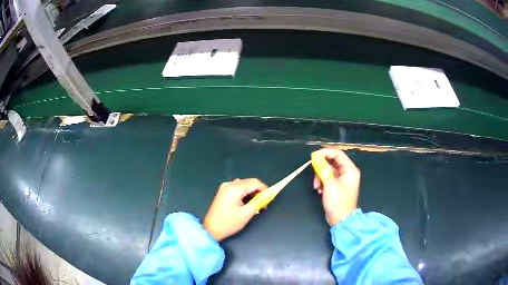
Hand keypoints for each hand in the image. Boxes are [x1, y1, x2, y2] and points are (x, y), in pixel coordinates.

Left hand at [203, 178, 267, 240]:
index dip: (265, 189)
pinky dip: (244, 193)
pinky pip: (238, 188)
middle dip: (258, 191)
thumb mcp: (247, 213)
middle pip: (249, 182)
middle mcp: (229, 184)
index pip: (255, 182)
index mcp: (234, 189)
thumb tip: (268, 194)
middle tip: (264, 204)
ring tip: (256, 205)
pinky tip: (246, 203)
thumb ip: (259, 201)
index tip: (270, 198)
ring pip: (244, 185)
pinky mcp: (223, 192)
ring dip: (252, 193)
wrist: (211, 229)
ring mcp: (224, 187)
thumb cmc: (229, 223)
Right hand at [312, 148, 360, 225]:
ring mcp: (343, 179)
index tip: (314, 156)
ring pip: (329, 170)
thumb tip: (315, 157)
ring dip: (320, 175)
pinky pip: (328, 177)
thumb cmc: (337, 202)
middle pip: (333, 161)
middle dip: (321, 166)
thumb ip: (323, 169)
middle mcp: (348, 172)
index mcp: (350, 170)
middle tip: (313, 170)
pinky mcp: (338, 185)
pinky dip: (322, 181)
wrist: (341, 220)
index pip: (338, 154)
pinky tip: (319, 189)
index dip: (325, 152)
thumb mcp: (329, 184)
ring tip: (316, 186)